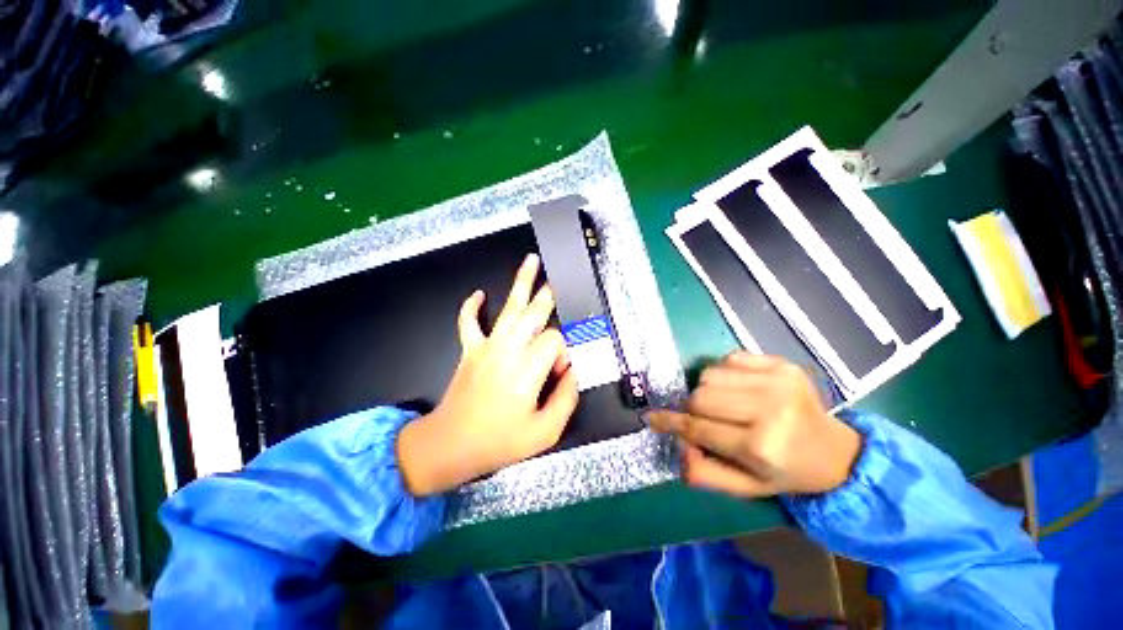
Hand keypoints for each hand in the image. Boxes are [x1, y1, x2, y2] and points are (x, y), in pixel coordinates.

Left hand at [396, 254, 578, 496]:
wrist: (450, 445)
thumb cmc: (499, 441)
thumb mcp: (545, 432)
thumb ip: (566, 399)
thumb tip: (574, 373)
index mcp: (527, 368)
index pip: (555, 341)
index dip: (563, 353)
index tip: (560, 371)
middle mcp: (508, 349)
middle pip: (534, 313)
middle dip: (549, 296)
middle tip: (560, 281)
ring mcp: (487, 346)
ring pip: (508, 308)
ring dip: (521, 283)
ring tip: (531, 262)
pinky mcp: (470, 350)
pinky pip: (469, 322)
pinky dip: (472, 307)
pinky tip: (478, 293)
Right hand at [649, 353, 860, 497]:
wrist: (837, 452)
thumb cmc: (786, 472)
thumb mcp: (746, 488)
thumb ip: (705, 473)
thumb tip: (678, 445)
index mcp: (761, 445)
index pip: (698, 428)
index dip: (670, 422)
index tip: (651, 418)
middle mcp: (769, 408)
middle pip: (700, 396)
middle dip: (693, 408)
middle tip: (705, 419)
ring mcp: (777, 381)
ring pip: (710, 374)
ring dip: (708, 389)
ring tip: (725, 403)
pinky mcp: (781, 363)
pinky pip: (729, 358)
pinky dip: (725, 372)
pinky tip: (741, 388)